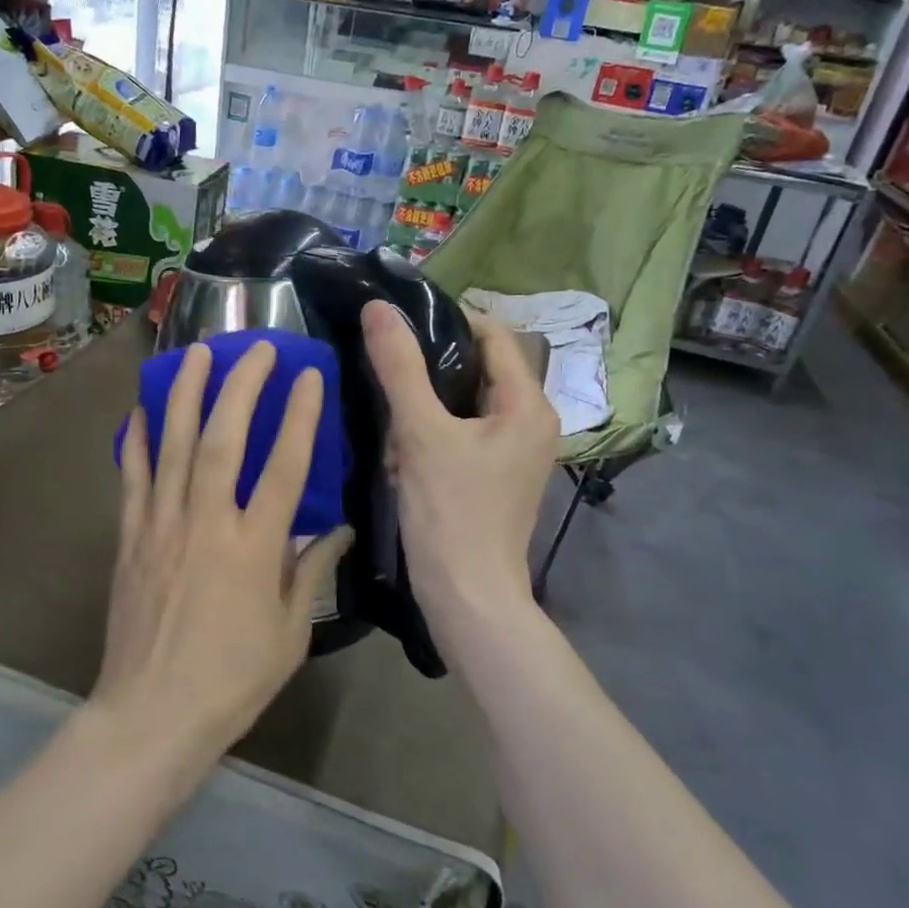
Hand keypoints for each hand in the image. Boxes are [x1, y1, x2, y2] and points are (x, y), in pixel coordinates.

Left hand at [96, 340, 352, 767]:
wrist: (152, 715)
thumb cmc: (232, 679)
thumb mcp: (291, 633)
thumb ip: (313, 572)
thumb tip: (342, 529)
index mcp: (254, 548)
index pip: (284, 467)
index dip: (299, 416)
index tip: (309, 376)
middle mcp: (207, 523)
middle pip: (224, 438)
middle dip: (241, 386)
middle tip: (255, 348)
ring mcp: (162, 525)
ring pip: (174, 445)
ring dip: (185, 393)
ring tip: (195, 353)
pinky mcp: (130, 537)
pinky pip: (133, 477)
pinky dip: (137, 439)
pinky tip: (142, 408)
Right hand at [361, 300, 557, 622]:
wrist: (467, 599)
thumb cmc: (451, 513)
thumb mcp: (421, 433)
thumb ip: (400, 367)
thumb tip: (378, 309)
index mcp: (527, 404)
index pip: (492, 334)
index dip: (446, 321)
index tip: (398, 325)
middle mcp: (530, 422)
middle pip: (476, 369)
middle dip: (429, 371)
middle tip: (387, 374)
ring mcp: (514, 452)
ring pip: (463, 404)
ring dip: (424, 406)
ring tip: (390, 420)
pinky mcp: (494, 475)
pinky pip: (461, 434)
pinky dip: (430, 434)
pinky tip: (400, 453)